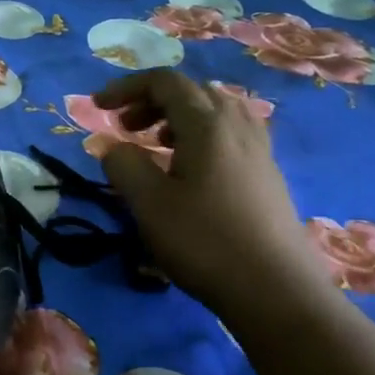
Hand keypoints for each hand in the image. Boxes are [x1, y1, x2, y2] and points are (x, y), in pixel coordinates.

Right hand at [94, 71, 329, 313]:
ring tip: (156, 146)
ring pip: (215, 112)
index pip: (165, 82)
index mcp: (207, 123)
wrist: (277, 292)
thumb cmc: (205, 241)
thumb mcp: (148, 203)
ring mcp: (259, 151)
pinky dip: (201, 137)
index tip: (98, 107)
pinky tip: (190, 172)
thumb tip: (112, 146)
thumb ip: (123, 164)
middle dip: (152, 101)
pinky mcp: (268, 176)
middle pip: (192, 91)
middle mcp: (238, 126)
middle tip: (125, 127)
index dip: (127, 87)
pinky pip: (230, 136)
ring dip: (178, 118)